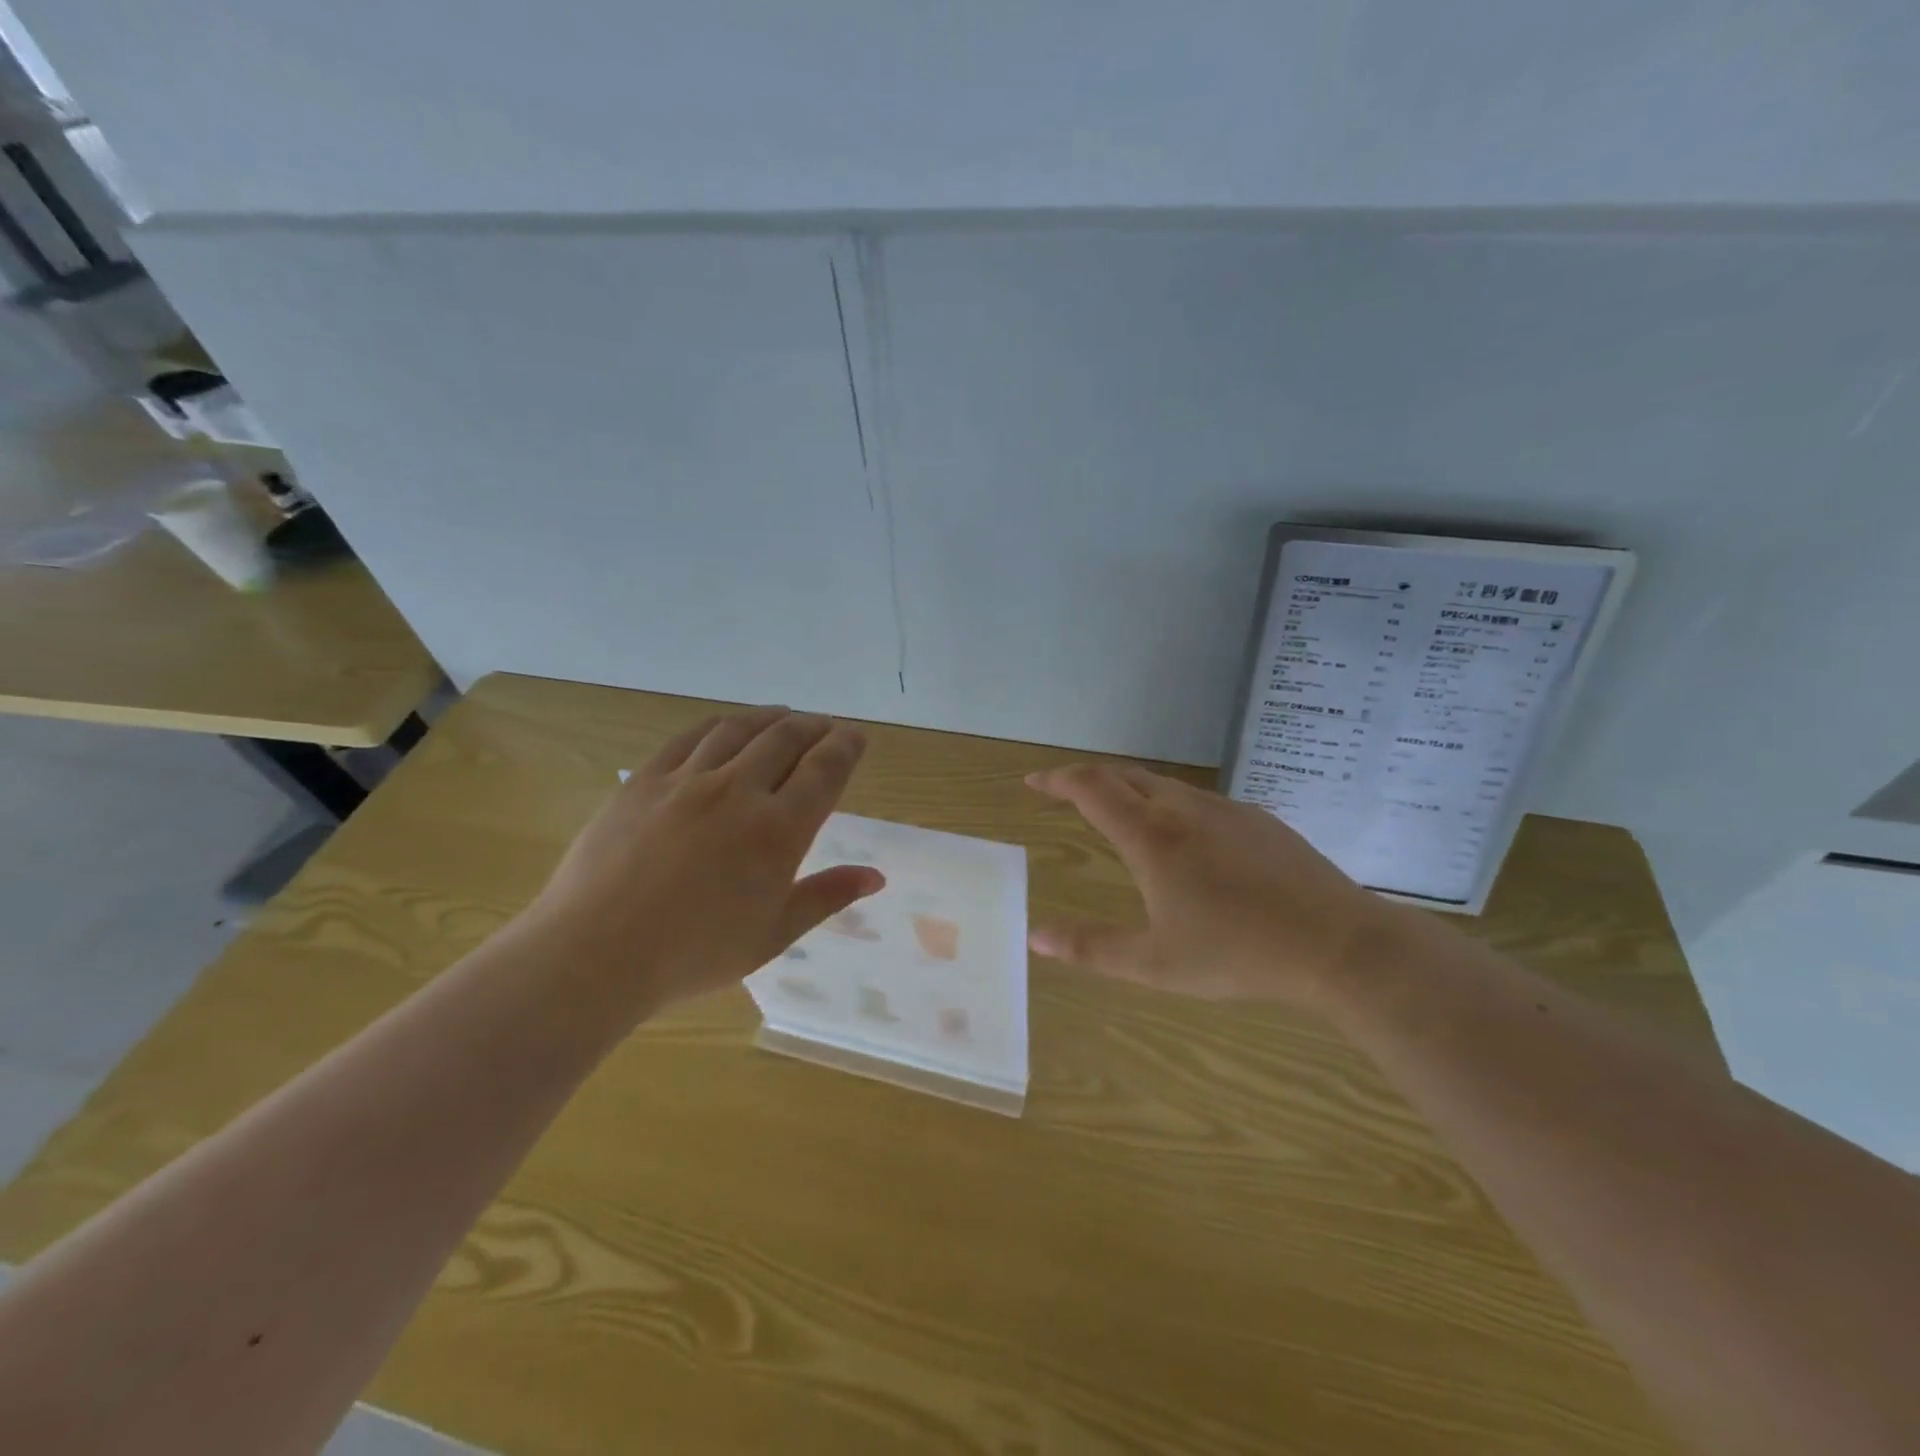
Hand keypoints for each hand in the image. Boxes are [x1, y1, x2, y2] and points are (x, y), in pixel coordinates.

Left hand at [525, 707, 884, 1015]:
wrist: (595, 953)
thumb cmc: (694, 953)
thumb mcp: (773, 934)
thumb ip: (826, 897)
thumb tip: (876, 877)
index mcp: (778, 831)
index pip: (825, 770)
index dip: (846, 746)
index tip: (856, 737)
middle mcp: (739, 791)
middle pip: (786, 739)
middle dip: (814, 727)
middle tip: (825, 727)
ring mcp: (688, 780)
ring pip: (740, 729)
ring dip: (771, 718)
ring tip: (784, 717)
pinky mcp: (645, 779)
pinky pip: (690, 737)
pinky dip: (720, 725)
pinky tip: (727, 727)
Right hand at [1025, 763, 1411, 1007]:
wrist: (1338, 944)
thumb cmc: (1237, 954)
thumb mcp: (1155, 963)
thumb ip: (1090, 948)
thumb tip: (1034, 935)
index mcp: (1151, 837)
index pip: (1091, 788)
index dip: (1057, 780)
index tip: (1034, 782)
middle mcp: (1183, 809)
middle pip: (1124, 775)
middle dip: (1087, 779)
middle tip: (1064, 793)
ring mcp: (1226, 810)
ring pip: (1163, 784)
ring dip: (1128, 788)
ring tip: (1115, 811)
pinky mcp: (1258, 820)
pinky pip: (1197, 799)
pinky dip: (1167, 802)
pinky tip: (1181, 835)